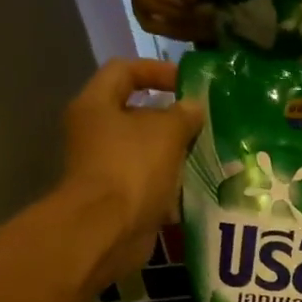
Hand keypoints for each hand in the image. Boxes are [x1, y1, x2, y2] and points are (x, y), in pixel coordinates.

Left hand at [58, 58, 202, 283]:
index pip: (124, 70)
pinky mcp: (118, 197)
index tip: (188, 84)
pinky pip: (148, 181)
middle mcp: (95, 132)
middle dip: (171, 117)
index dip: (156, 70)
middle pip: (135, 112)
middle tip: (203, 122)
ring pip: (145, 149)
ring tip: (206, 152)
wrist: (107, 230)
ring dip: (174, 151)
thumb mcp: (166, 132)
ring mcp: (104, 166)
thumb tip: (194, 106)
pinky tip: (197, 185)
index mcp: (96, 105)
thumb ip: (183, 114)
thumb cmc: (132, 168)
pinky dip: (170, 182)